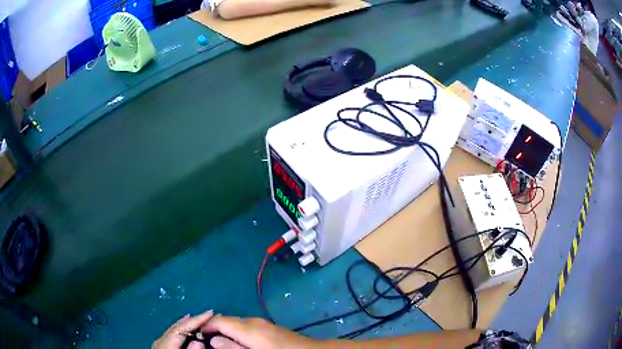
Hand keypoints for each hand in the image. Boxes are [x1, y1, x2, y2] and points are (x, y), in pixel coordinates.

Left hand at [153, 311, 213, 348]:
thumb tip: (199, 341)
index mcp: (165, 345)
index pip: (181, 328)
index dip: (196, 320)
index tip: (210, 313)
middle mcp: (160, 341)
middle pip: (176, 327)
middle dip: (192, 321)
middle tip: (207, 314)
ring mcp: (158, 344)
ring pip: (173, 330)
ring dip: (187, 325)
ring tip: (198, 319)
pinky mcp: (160, 347)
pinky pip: (171, 335)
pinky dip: (180, 330)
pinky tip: (185, 330)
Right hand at [201, 316, 317, 348]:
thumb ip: (232, 348)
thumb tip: (213, 340)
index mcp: (247, 328)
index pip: (218, 320)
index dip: (204, 326)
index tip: (195, 335)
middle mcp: (253, 321)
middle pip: (226, 320)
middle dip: (214, 329)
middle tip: (206, 342)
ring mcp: (263, 323)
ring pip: (236, 323)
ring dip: (226, 331)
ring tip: (220, 343)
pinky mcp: (269, 328)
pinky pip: (247, 327)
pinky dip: (238, 333)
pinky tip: (239, 343)